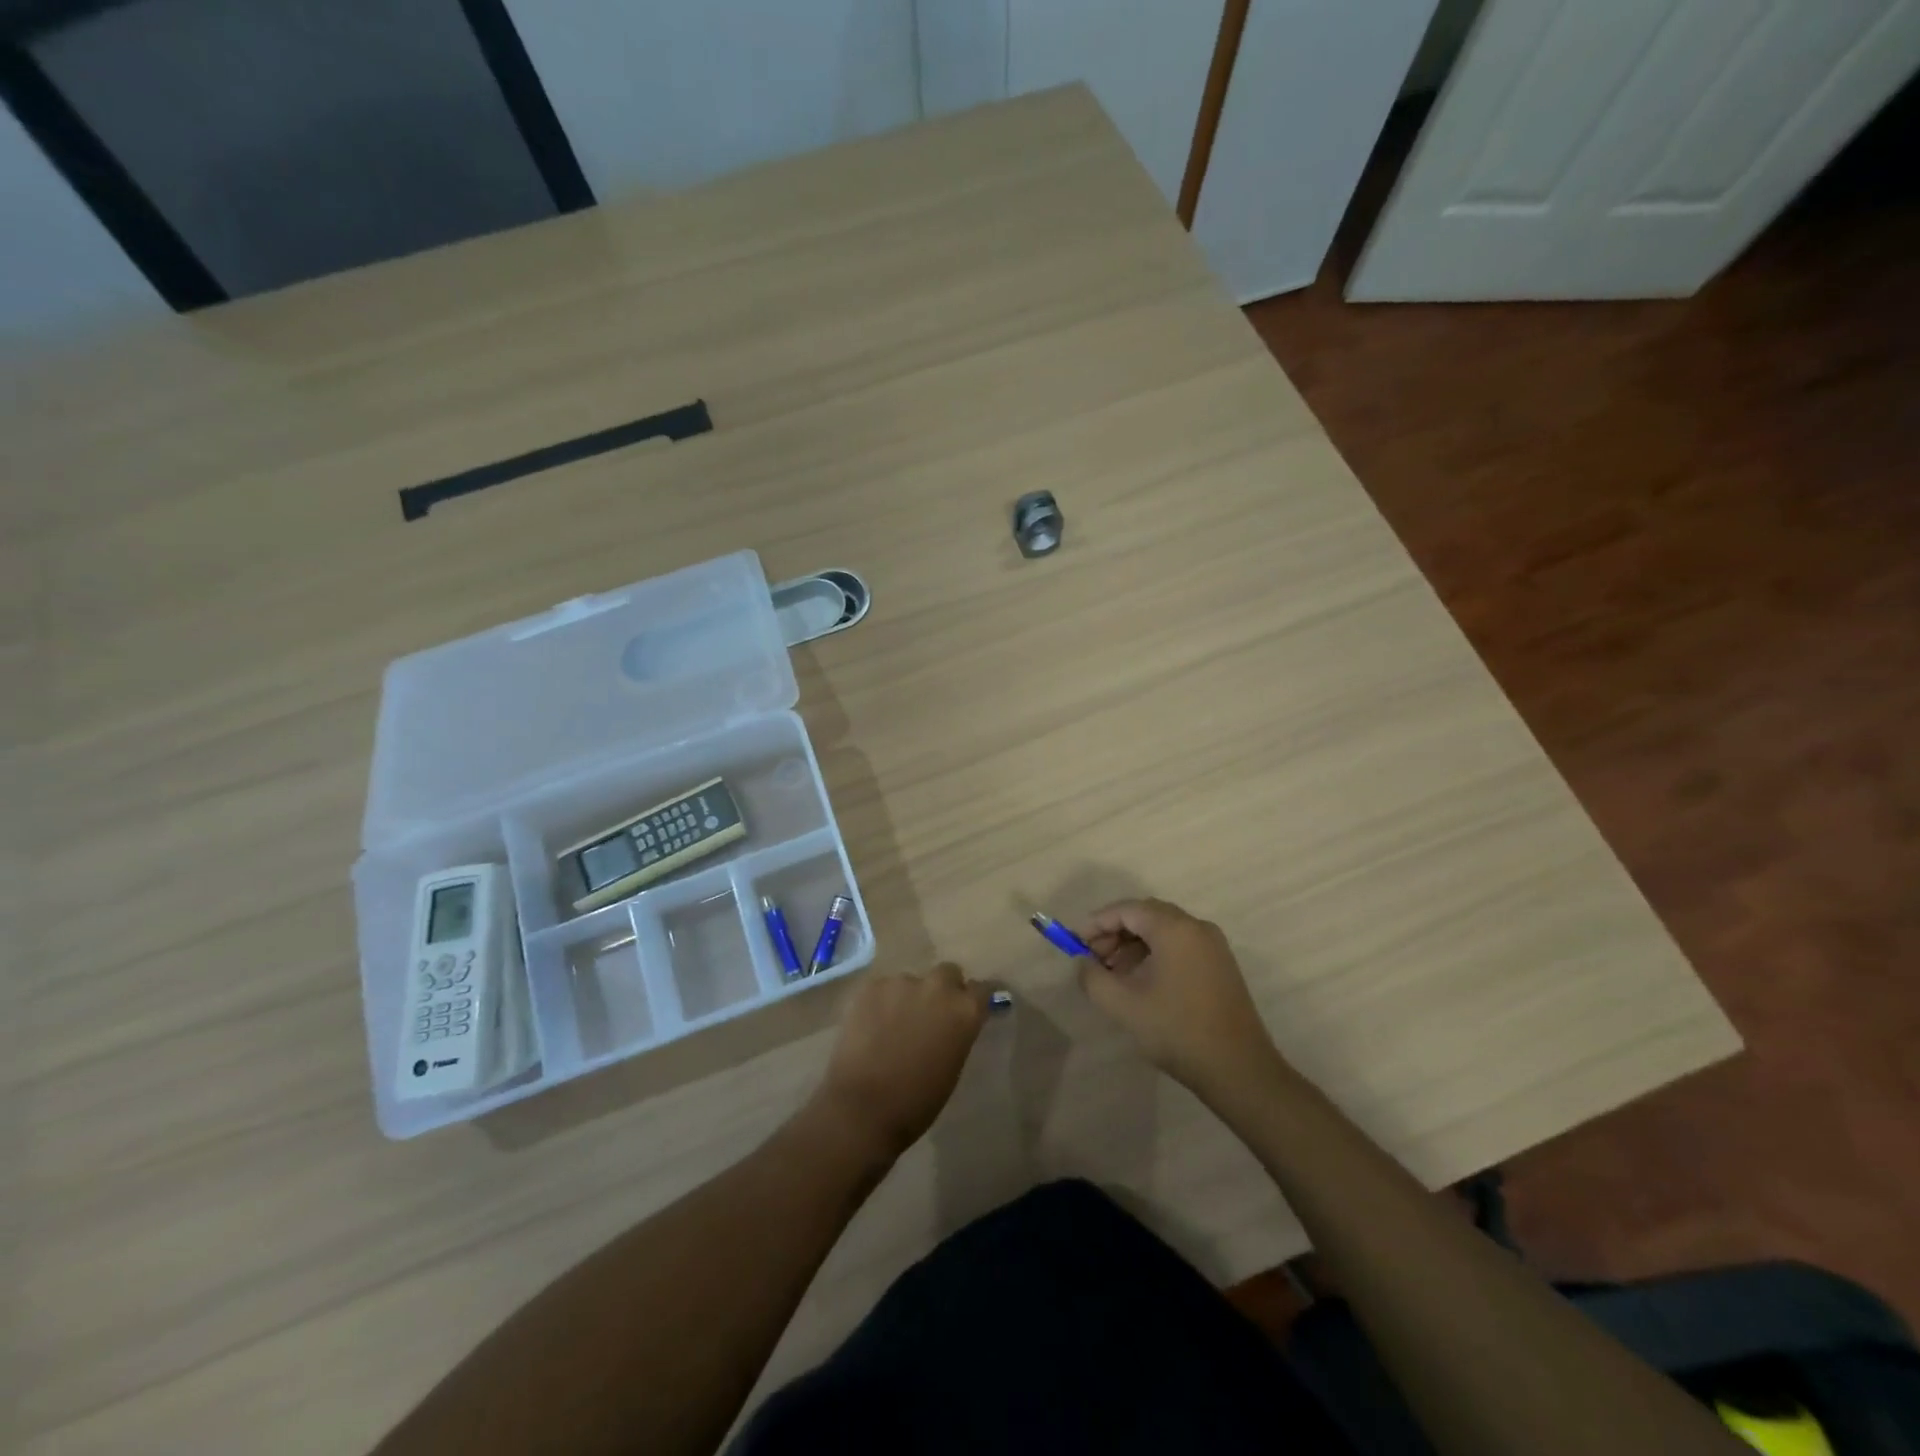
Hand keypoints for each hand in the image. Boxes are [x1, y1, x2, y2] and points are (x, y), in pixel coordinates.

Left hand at [813, 964, 989, 1162]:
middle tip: (932, 1013)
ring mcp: (902, 982)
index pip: (982, 989)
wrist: (864, 1107)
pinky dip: (882, 1002)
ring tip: (893, 1024)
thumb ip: (958, 1033)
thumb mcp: (953, 1066)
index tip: (973, 1005)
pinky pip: (883, 989)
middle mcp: (938, 987)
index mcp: (965, 1010)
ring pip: (911, 982)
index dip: (977, 997)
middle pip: (948, 973)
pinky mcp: (871, 987)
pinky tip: (871, 1026)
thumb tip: (953, 1023)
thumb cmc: (917, 1100)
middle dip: (944, 988)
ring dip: (909, 997)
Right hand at [1079, 899, 1284, 1099]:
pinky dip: (1155, 953)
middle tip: (1092, 958)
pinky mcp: (1220, 965)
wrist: (1238, 1069)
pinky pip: (1180, 945)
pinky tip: (1140, 981)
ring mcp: (1213, 946)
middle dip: (1114, 932)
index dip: (1097, 922)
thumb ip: (1093, 977)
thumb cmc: (1177, 1031)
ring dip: (1133, 944)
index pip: (1127, 910)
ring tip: (1112, 973)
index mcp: (1175, 929)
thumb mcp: (1123, 1005)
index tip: (1075, 942)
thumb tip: (1083, 962)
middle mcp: (1196, 927)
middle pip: (1146, 915)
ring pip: (1163, 930)